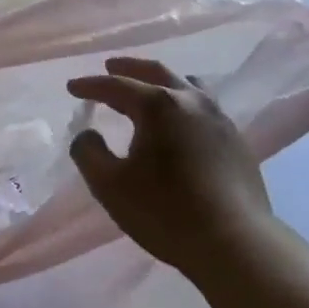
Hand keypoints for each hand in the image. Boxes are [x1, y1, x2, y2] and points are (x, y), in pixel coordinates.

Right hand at [67, 57, 273, 278]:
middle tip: (110, 66)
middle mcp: (190, 101)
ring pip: (187, 85)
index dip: (90, 85)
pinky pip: (204, 106)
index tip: (72, 87)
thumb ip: (89, 153)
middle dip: (129, 68)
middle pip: (156, 72)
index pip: (117, 85)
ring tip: (150, 88)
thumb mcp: (110, 186)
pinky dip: (183, 102)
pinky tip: (181, 121)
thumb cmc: (164, 211)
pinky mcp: (236, 139)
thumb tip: (88, 134)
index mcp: (157, 105)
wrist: (234, 241)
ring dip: (162, 81)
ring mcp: (219, 118)